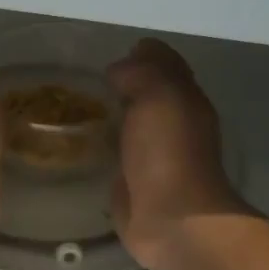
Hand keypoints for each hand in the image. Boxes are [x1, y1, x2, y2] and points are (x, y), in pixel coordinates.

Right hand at [106, 39, 249, 269]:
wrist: (172, 218)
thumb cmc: (168, 153)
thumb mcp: (158, 96)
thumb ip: (141, 73)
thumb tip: (119, 69)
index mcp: (186, 100)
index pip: (167, 64)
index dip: (144, 53)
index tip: (115, 52)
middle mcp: (174, 123)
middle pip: (151, 92)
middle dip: (127, 81)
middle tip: (91, 76)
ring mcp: (154, 153)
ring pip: (134, 121)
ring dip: (115, 111)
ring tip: (82, 102)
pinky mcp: (134, 179)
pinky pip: (118, 150)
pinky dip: (105, 141)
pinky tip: (85, 138)